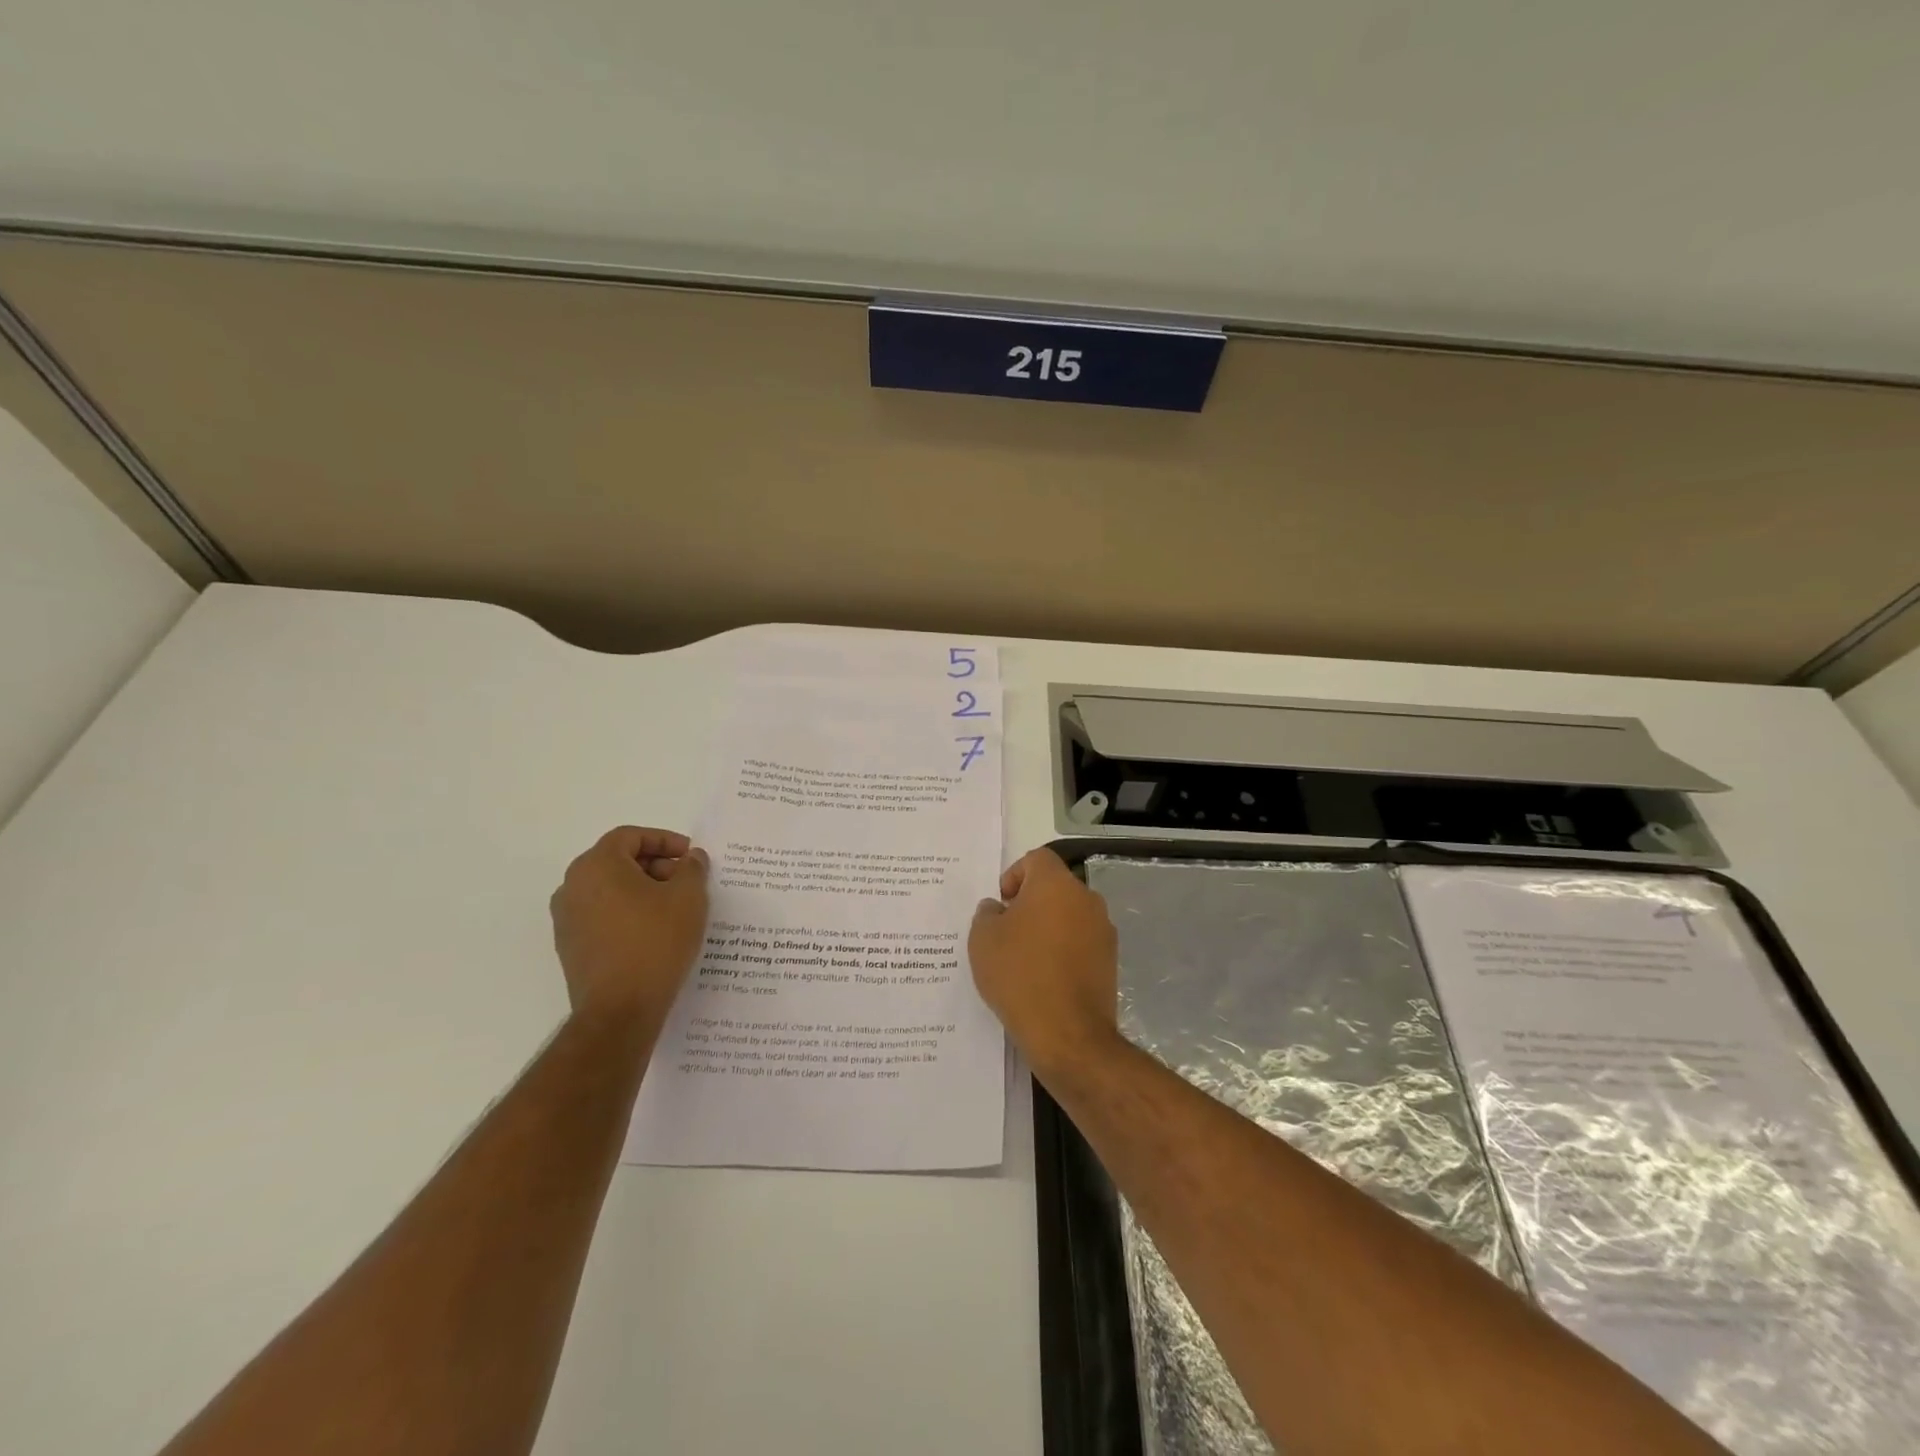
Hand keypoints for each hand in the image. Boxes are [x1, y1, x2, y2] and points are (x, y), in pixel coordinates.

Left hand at [550, 826, 709, 1036]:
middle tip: (686, 881)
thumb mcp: (688, 897)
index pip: (629, 836)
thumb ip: (692, 868)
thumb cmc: (655, 942)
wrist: (620, 1010)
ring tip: (675, 908)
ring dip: (642, 890)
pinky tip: (655, 932)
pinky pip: (602, 915)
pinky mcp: (570, 947)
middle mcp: (573, 886)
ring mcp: (567, 919)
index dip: (664, 840)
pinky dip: (628, 913)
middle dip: (655, 865)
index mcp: (596, 866)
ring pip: (609, 889)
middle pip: (617, 861)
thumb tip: (690, 858)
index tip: (690, 856)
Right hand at [968, 848, 1121, 1078]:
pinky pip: (1081, 942)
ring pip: (1069, 915)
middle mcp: (1086, 899)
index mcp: (1056, 884)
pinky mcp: (1110, 960)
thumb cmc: (1019, 975)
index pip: (1037, 859)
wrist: (1067, 1033)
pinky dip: (1064, 950)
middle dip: (1031, 902)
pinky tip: (1045, 978)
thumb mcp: (983, 939)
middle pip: (1055, 886)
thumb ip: (987, 913)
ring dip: (1049, 927)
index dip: (1014, 874)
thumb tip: (997, 908)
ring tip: (1025, 959)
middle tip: (1008, 932)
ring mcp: (1103, 930)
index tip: (1002, 904)